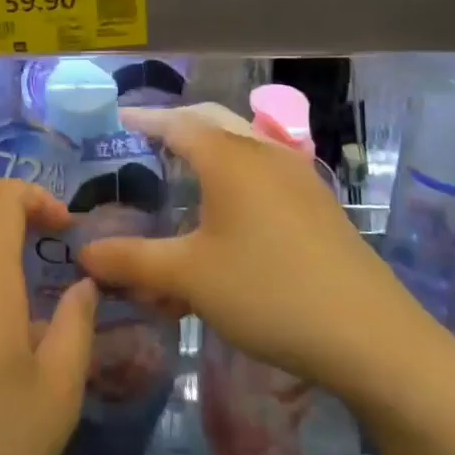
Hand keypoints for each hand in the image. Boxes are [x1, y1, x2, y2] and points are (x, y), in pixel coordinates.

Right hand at [80, 103, 436, 403]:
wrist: (370, 335)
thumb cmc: (268, 293)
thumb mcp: (190, 277)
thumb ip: (132, 261)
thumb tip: (84, 252)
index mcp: (229, 157)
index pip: (177, 122)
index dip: (145, 119)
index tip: (120, 119)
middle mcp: (264, 152)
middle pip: (213, 121)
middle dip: (178, 123)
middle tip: (148, 137)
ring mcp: (298, 175)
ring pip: (243, 142)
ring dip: (211, 144)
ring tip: (186, 165)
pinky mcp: (318, 202)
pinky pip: (265, 168)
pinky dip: (238, 169)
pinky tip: (232, 204)